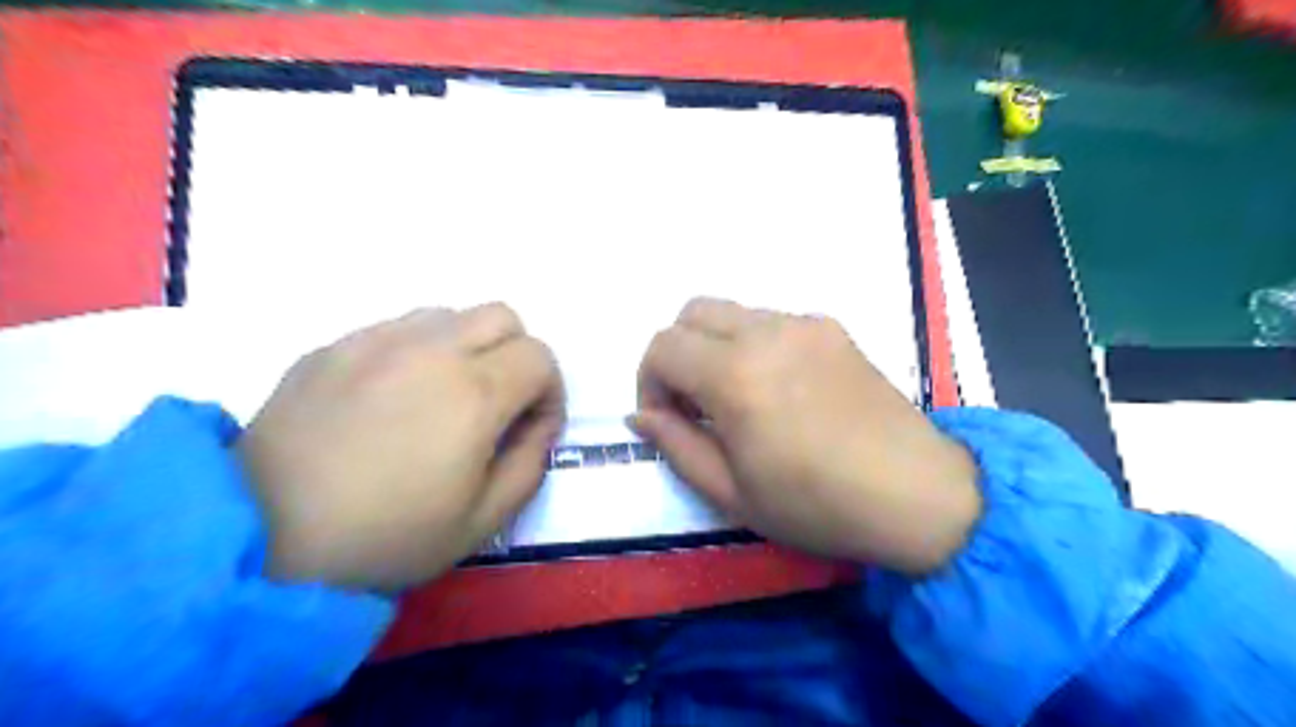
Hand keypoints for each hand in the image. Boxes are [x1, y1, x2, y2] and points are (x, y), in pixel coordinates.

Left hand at [235, 300, 561, 589]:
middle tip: (497, 403)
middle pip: (503, 316)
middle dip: (516, 355)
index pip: (540, 356)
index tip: (532, 427)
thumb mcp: (483, 519)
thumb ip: (531, 461)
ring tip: (443, 395)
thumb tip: (539, 423)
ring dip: (467, 346)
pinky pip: (396, 328)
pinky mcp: (332, 346)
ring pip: (450, 314)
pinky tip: (390, 398)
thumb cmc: (387, 537)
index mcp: (474, 393)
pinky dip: (416, 351)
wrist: (259, 539)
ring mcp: (375, 340)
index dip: (550, 391)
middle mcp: (431, 349)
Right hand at [634, 297, 976, 572]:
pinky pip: (771, 321)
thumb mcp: (732, 493)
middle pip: (691, 312)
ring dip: (714, 346)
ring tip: (738, 398)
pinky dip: (753, 344)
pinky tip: (779, 388)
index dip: (649, 382)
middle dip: (677, 354)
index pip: (662, 347)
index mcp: (735, 375)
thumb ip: (676, 446)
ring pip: (731, 312)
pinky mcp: (832, 327)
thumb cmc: (817, 505)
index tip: (668, 420)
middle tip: (694, 404)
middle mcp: (766, 333)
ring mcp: (804, 324)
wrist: (917, 494)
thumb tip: (642, 414)